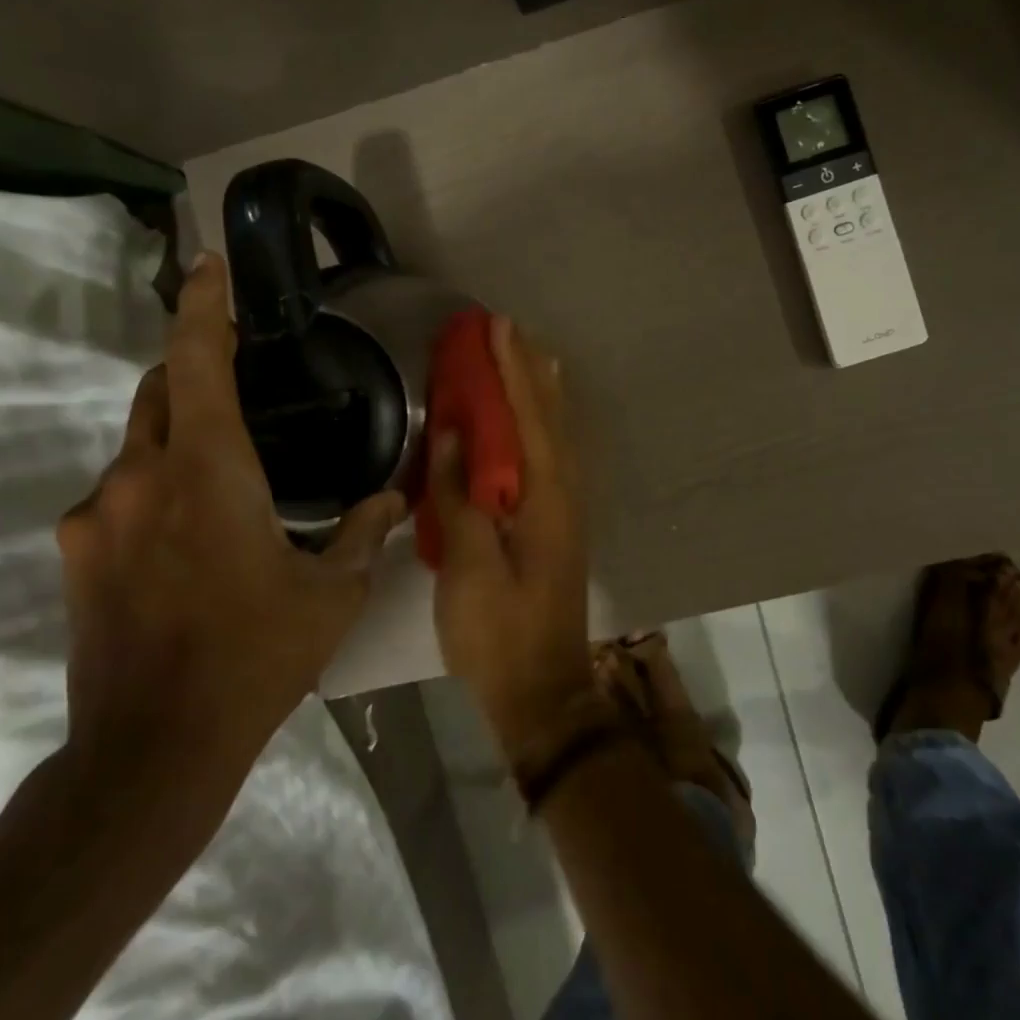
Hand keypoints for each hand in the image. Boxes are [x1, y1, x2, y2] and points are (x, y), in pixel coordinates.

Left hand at [57, 255, 403, 825]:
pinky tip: (189, 534)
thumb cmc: (255, 657)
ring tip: (225, 473)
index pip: (196, 361)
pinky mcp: (76, 553)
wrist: (153, 748)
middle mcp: (139, 477)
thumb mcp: (331, 594)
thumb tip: (396, 497)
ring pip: (137, 444)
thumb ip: (364, 533)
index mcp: (206, 471)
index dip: (204, 305)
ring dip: (177, 438)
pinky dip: (155, 487)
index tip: (209, 263)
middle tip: (236, 374)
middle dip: (192, 368)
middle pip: (157, 390)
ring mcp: (96, 515)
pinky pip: (118, 493)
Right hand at [428, 316, 592, 764]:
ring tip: (527, 359)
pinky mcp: (557, 529)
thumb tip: (453, 436)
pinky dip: (541, 428)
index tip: (499, 327)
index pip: (529, 418)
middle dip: (531, 372)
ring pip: (558, 437)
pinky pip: (552, 458)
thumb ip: (459, 498)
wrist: (542, 693)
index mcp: (546, 498)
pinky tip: (528, 427)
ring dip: (541, 395)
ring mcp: (566, 512)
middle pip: (552, 419)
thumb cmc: (499, 633)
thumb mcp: (467, 567)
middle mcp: (566, 495)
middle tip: (511, 332)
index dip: (512, 370)